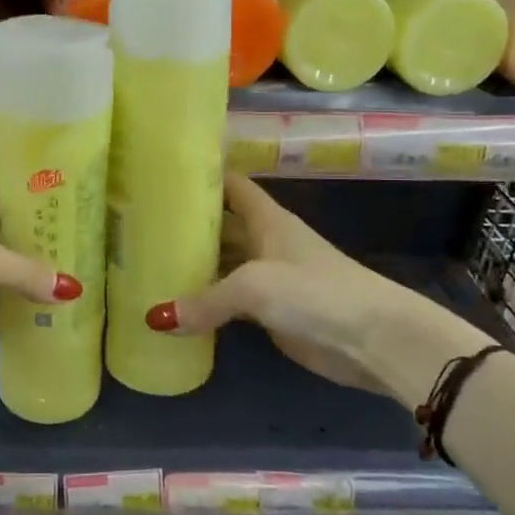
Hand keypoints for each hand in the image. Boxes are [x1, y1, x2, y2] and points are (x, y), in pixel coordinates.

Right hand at [144, 174, 432, 405]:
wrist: (374, 339)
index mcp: (267, 220)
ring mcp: (269, 278)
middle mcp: (265, 242)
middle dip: (188, 225)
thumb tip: (154, 318)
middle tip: (140, 225)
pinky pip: (230, 302)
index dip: (202, 176)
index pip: (231, 185)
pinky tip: (176, 307)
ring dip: (194, 266)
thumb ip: (205, 300)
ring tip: (147, 263)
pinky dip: (206, 303)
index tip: (163, 175)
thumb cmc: (315, 292)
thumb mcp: (254, 287)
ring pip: (223, 265)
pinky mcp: (271, 312)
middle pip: (222, 226)